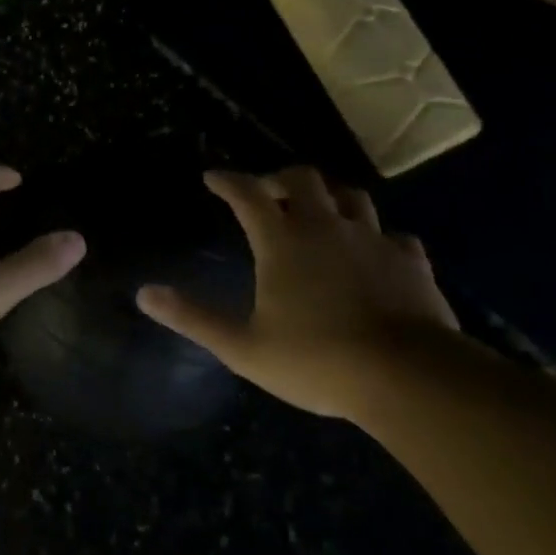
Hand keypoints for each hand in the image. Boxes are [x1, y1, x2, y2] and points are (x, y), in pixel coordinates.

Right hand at [136, 167, 456, 419]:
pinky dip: (377, 237)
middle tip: (268, 194)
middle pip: (303, 179)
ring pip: (352, 197)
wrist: (407, 377)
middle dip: (279, 179)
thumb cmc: (316, 361)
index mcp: (283, 241)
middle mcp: (326, 227)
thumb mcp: (243, 347)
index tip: (212, 177)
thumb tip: (144, 294)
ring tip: (320, 213)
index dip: (227, 181)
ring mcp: (373, 240)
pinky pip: (393, 235)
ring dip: (330, 198)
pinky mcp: (410, 261)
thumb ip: (193, 317)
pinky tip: (374, 252)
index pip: (247, 194)